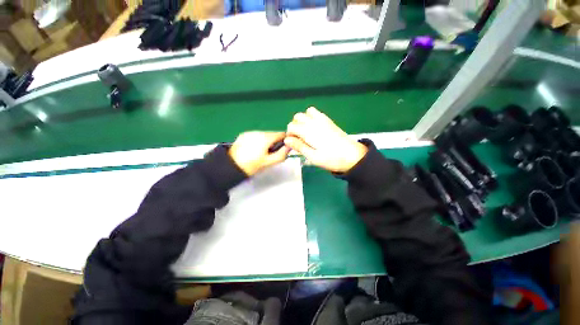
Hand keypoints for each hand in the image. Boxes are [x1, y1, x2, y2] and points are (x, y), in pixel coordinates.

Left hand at [229, 132, 290, 175]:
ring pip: (264, 135)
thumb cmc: (252, 165)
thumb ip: (282, 154)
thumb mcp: (269, 162)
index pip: (281, 134)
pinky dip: (258, 141)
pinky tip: (253, 150)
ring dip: (266, 142)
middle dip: (274, 143)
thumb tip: (289, 147)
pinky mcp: (243, 135)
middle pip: (272, 134)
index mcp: (265, 137)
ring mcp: (250, 132)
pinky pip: (256, 136)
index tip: (283, 149)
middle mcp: (258, 131)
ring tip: (261, 153)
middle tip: (270, 154)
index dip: (285, 141)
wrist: (230, 166)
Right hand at [285, 107, 367, 172]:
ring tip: (306, 132)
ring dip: (303, 120)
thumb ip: (299, 147)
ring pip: (307, 112)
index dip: (289, 134)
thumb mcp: (313, 157)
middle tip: (299, 138)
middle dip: (295, 125)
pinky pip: (317, 113)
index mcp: (309, 132)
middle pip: (297, 116)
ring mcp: (322, 120)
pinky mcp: (329, 120)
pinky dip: (311, 117)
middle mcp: (314, 122)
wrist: (353, 156)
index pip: (291, 126)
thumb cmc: (332, 159)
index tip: (293, 143)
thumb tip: (287, 140)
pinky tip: (315, 128)